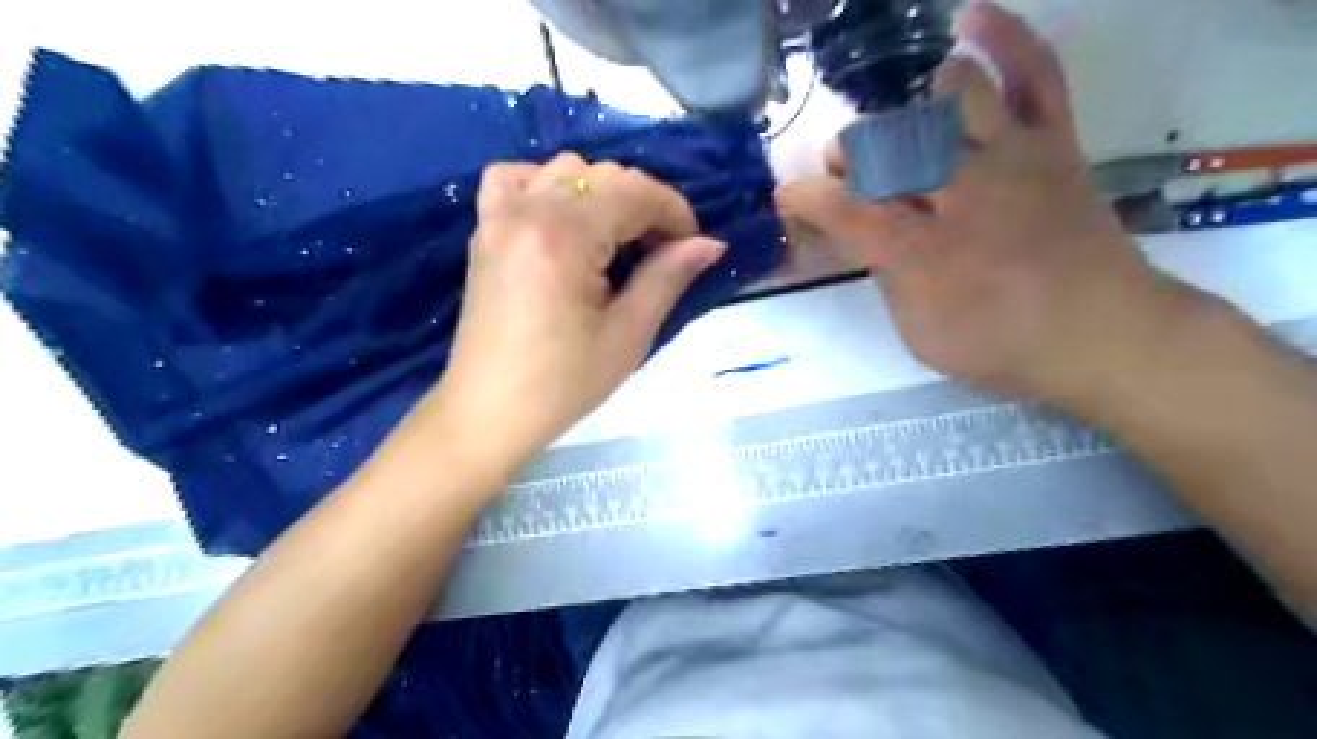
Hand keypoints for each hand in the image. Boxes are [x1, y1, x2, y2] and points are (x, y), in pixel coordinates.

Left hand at [429, 154, 723, 471]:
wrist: (489, 411)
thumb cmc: (563, 383)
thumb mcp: (627, 335)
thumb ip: (668, 277)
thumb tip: (709, 243)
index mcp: (565, 236)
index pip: (635, 192)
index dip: (674, 212)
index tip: (692, 245)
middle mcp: (528, 209)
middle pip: (603, 176)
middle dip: (642, 207)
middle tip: (657, 254)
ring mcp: (498, 216)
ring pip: (565, 170)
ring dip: (600, 195)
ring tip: (613, 241)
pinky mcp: (484, 230)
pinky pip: (515, 179)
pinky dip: (545, 186)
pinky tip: (560, 219)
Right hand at [779, 1, 1200, 404]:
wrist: (1102, 334)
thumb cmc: (1001, 346)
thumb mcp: (920, 334)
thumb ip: (888, 279)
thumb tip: (871, 239)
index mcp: (921, 251)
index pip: (843, 209)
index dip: (804, 198)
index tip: (786, 198)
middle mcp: (960, 193)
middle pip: (887, 145)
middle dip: (849, 153)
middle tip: (845, 173)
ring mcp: (1010, 159)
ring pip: (949, 98)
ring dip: (909, 109)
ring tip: (902, 132)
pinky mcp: (1052, 143)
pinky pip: (1034, 74)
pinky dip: (1005, 39)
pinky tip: (969, 19)